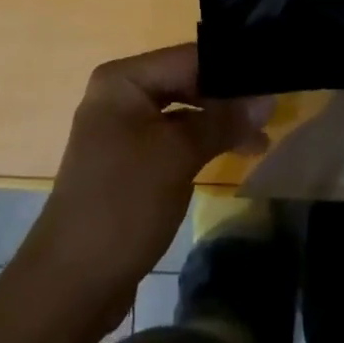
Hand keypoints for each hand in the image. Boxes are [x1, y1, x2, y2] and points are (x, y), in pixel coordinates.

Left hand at [28, 44, 270, 299]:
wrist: (71, 284)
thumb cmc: (124, 203)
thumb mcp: (178, 156)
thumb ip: (222, 121)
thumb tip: (268, 99)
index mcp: (123, 78)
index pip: (188, 58)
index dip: (231, 68)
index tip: (272, 78)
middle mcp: (119, 94)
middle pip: (184, 82)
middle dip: (226, 97)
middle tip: (273, 109)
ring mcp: (121, 128)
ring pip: (180, 113)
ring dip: (217, 122)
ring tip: (262, 137)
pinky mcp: (127, 161)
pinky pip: (171, 138)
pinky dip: (200, 143)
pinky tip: (232, 152)